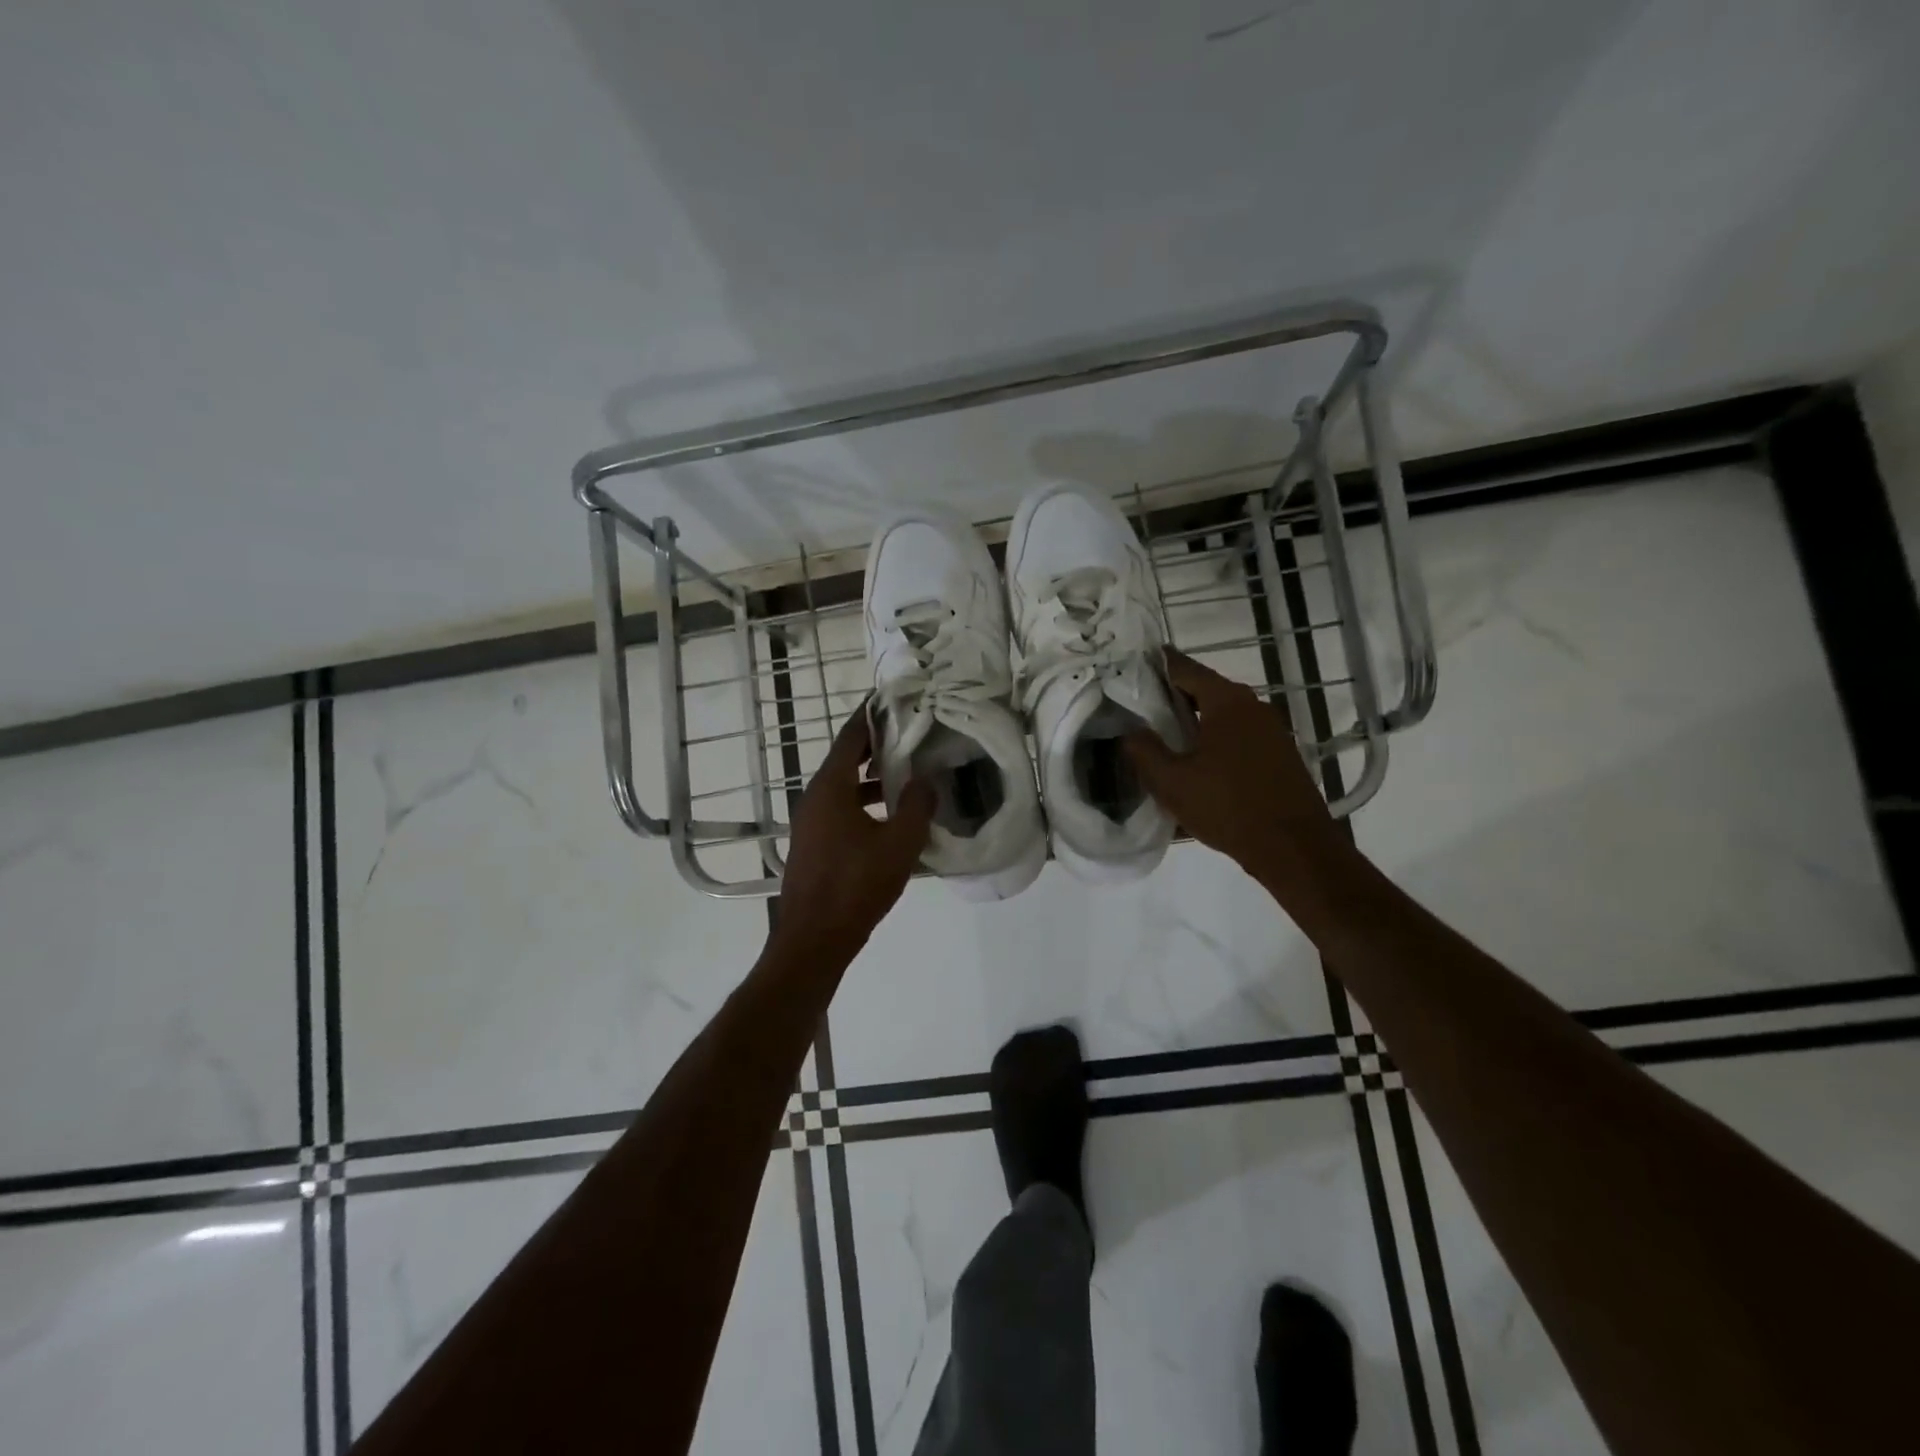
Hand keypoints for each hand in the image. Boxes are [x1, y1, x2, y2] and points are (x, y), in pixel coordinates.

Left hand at [771, 705, 934, 963]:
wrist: (813, 940)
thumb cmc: (856, 886)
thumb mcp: (899, 844)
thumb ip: (917, 807)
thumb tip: (926, 780)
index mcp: (830, 788)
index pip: (850, 737)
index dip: (870, 716)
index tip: (891, 699)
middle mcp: (814, 798)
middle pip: (845, 760)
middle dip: (876, 747)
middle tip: (910, 736)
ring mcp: (810, 823)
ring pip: (843, 788)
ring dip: (872, 779)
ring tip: (908, 777)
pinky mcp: (814, 844)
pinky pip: (840, 810)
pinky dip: (863, 803)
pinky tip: (891, 819)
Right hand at [1124, 650, 1347, 895]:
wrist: (1294, 848)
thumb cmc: (1228, 807)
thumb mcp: (1172, 782)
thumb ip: (1144, 751)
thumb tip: (1130, 732)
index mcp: (1227, 701)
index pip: (1184, 668)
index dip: (1155, 665)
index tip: (1129, 666)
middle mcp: (1253, 706)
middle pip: (1204, 689)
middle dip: (1171, 697)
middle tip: (1137, 708)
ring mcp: (1271, 730)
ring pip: (1221, 715)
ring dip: (1193, 722)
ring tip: (1161, 738)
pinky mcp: (1279, 754)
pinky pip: (1237, 736)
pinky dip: (1213, 740)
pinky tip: (1195, 765)